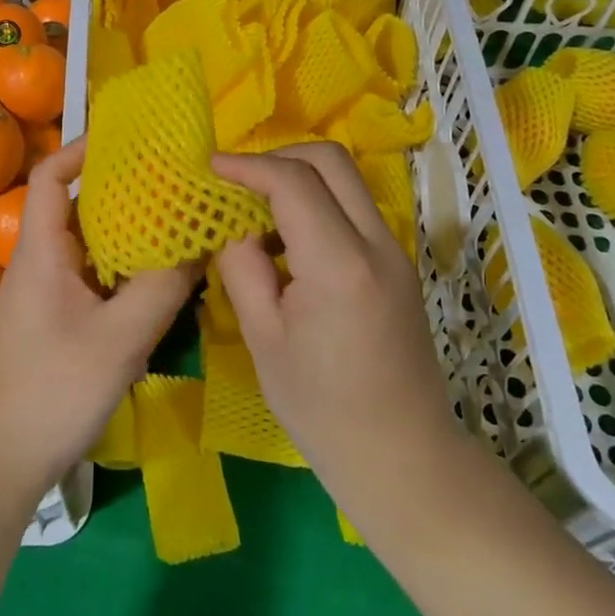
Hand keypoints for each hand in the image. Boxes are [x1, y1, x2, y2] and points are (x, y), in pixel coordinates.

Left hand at [0, 137, 197, 510]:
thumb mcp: (120, 339)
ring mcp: (50, 291)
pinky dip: (126, 265)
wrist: (2, 461)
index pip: (51, 176)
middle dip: (123, 187)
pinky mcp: (60, 318)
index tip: (128, 139)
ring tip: (177, 218)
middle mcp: (43, 260)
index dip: (82, 148)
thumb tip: (202, 241)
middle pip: (79, 204)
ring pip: (91, 242)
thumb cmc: (53, 390)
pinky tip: (162, 276)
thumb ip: (163, 288)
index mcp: (43, 250)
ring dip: (129, 229)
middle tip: (172, 178)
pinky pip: (96, 274)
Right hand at [212, 144, 472, 539]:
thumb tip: (231, 224)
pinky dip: (317, 200)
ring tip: (256, 209)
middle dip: (277, 157)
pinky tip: (287, 237)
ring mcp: (395, 250)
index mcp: (339, 265)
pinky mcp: (398, 262)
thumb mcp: (263, 339)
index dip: (247, 165)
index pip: (293, 182)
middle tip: (237, 182)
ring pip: (346, 179)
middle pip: (330, 160)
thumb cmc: (322, 410)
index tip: (210, 166)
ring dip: (299, 177)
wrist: (404, 458)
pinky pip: (353, 206)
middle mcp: (376, 243)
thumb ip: (242, 267)